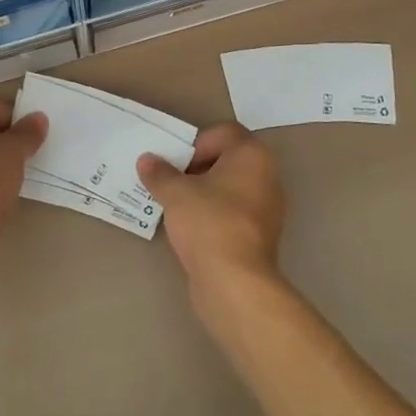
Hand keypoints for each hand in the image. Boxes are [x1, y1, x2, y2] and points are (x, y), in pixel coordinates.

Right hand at [137, 122, 286, 299]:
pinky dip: (214, 215)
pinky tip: (191, 229)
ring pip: (231, 188)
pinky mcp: (261, 237)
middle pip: (228, 159)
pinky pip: (233, 213)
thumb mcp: (175, 192)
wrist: (235, 282)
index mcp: (252, 155)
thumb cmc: (208, 222)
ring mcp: (267, 209)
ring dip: (205, 192)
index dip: (197, 142)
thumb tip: (147, 160)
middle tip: (172, 180)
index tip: (177, 162)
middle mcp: (267, 176)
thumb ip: (160, 172)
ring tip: (177, 205)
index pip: (224, 132)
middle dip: (198, 167)